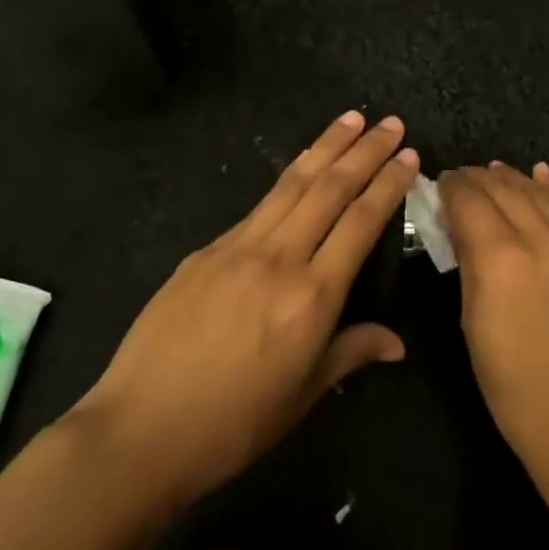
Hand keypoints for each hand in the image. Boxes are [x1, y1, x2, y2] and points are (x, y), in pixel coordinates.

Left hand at [71, 112, 417, 513]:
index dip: (388, 185)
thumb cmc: (233, 424)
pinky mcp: (205, 251)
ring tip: (350, 119)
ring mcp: (237, 248)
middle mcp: (279, 259)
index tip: (409, 156)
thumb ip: (351, 352)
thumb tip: (396, 343)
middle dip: (364, 151)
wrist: (139, 430)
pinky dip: (286, 180)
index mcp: (312, 297)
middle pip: (329, 189)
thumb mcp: (302, 395)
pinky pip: (258, 207)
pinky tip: (298, 171)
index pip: (361, 223)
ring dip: (325, 147)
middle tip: (390, 123)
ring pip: (291, 184)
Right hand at [440, 162, 548, 496]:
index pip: (470, 200)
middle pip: (504, 189)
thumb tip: (461, 229)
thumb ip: (469, 266)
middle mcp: (541, 239)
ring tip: (492, 172)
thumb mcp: (473, 324)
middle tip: (459, 179)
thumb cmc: (514, 387)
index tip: (439, 183)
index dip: (451, 187)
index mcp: (501, 258)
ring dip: (511, 179)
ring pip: (538, 194)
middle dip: (477, 179)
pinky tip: (539, 174)